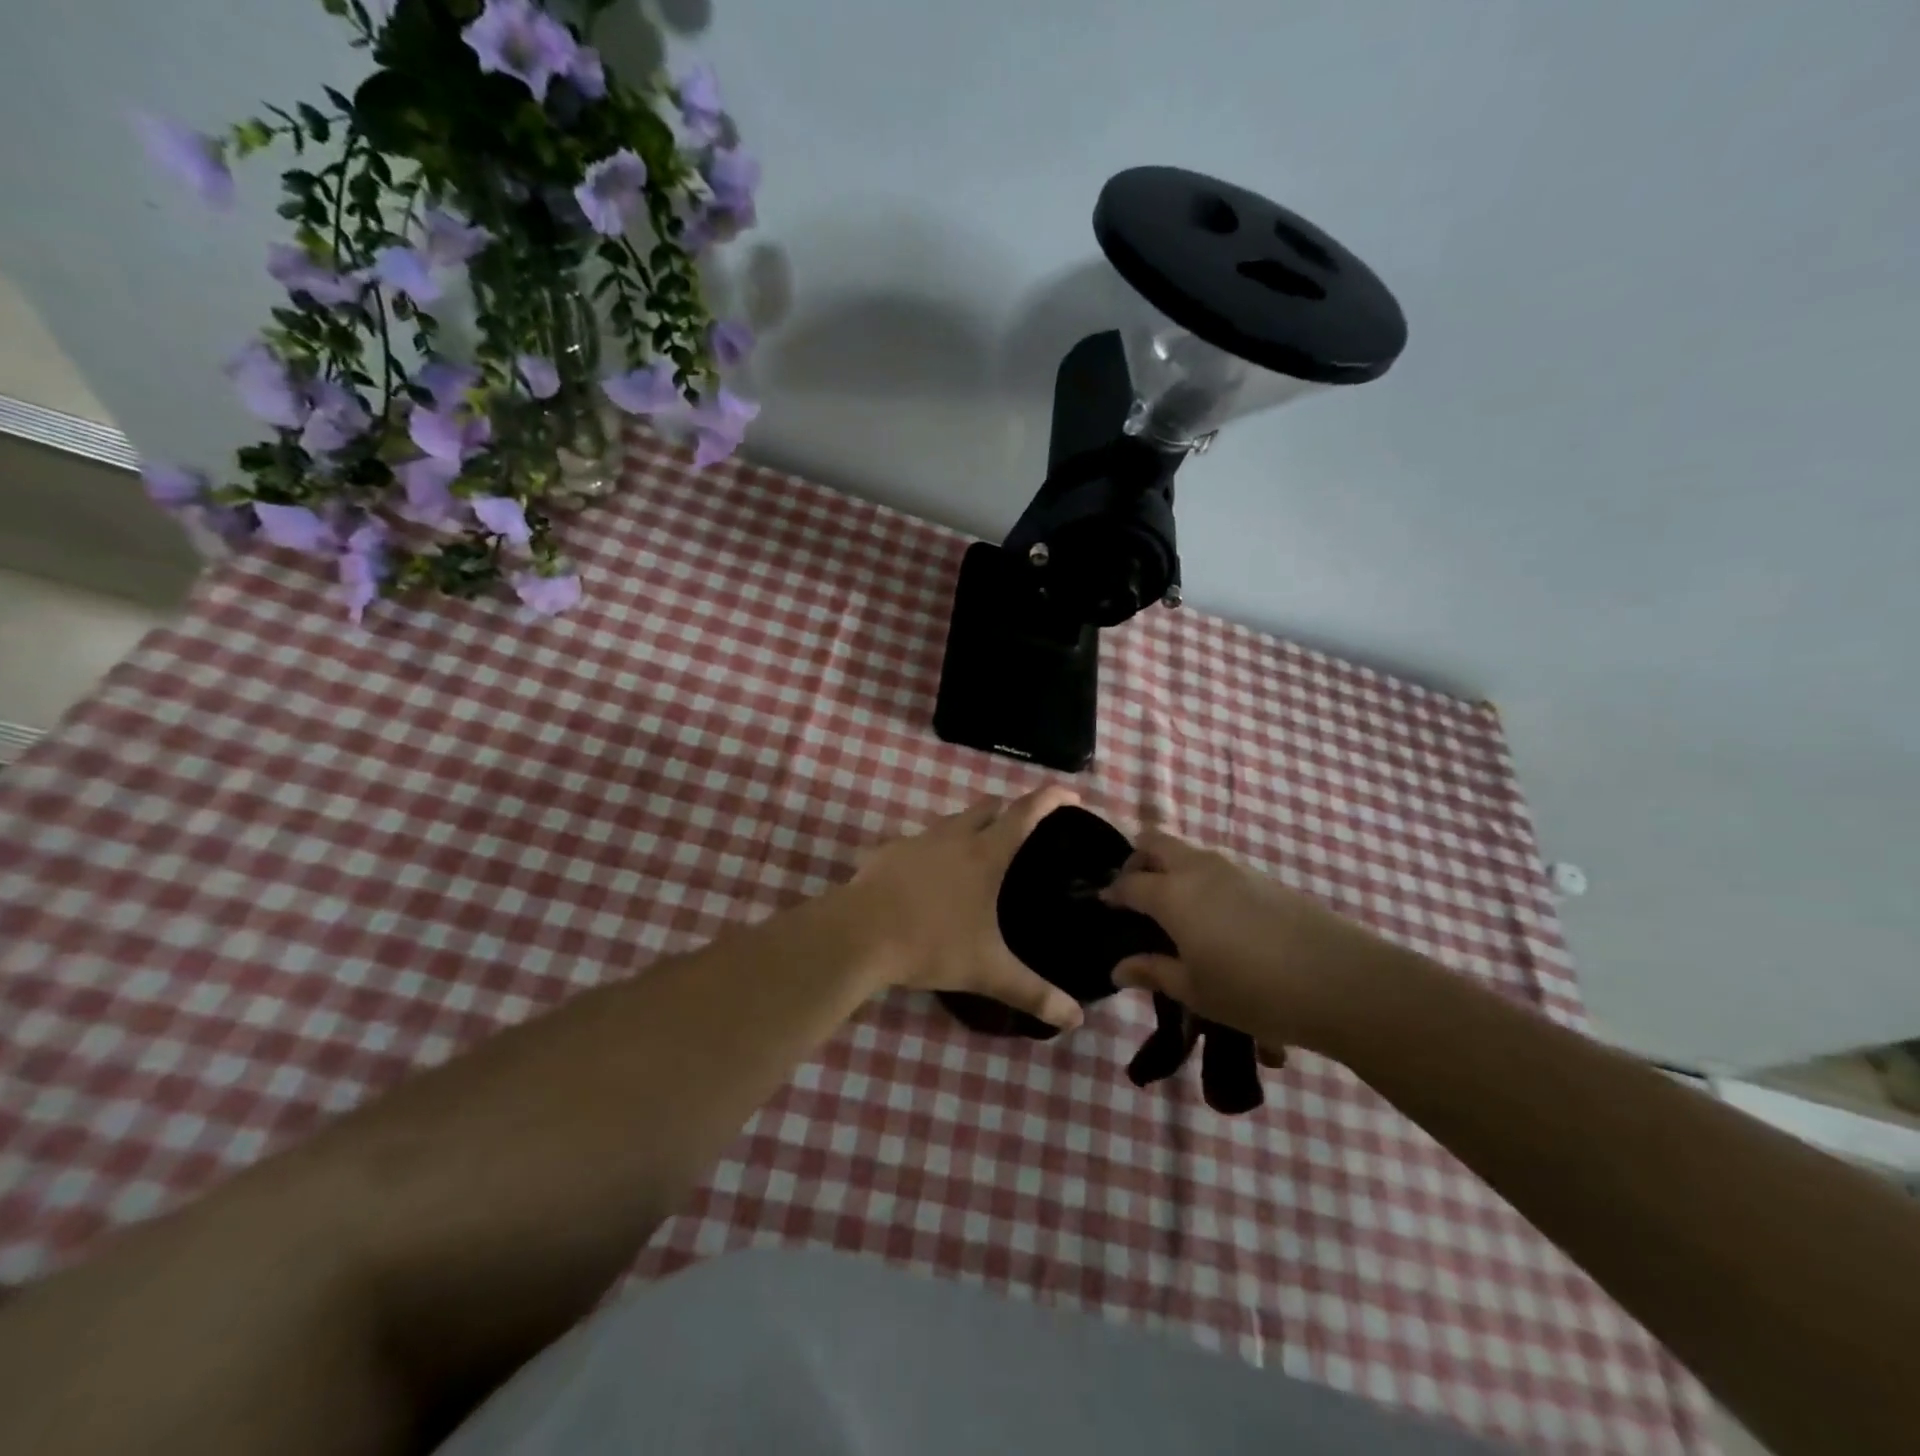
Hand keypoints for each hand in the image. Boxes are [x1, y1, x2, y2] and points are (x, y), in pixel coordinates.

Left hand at [841, 787, 1085, 1030]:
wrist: (858, 935)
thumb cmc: (931, 944)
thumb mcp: (987, 971)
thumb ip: (1033, 993)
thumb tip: (1076, 1019)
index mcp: (985, 854)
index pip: (1025, 814)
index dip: (1050, 799)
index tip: (1070, 793)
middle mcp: (954, 836)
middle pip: (988, 807)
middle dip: (1009, 810)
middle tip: (1023, 831)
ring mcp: (918, 840)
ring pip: (952, 820)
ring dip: (970, 827)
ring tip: (977, 855)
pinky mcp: (888, 851)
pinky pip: (920, 841)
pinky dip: (934, 849)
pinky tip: (930, 877)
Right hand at [1101, 829, 1390, 1055]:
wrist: (1341, 981)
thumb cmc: (1254, 990)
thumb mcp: (1195, 990)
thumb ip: (1153, 972)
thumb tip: (1118, 967)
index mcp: (1173, 894)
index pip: (1129, 882)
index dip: (1113, 893)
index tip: (1106, 907)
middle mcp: (1198, 869)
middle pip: (1155, 842)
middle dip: (1137, 861)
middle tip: (1136, 895)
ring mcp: (1235, 868)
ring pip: (1188, 851)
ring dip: (1171, 868)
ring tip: (1175, 910)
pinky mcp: (1264, 877)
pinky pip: (1217, 866)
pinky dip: (1201, 879)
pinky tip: (1215, 917)